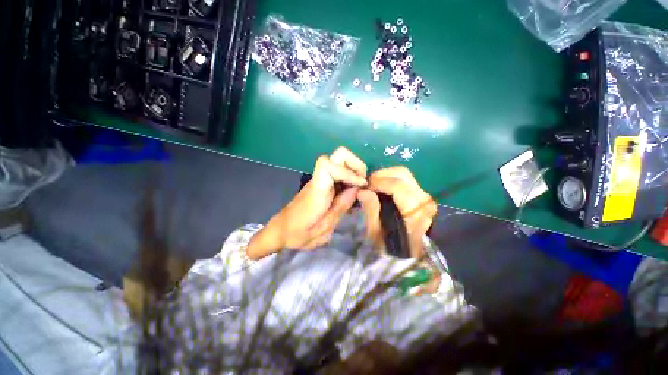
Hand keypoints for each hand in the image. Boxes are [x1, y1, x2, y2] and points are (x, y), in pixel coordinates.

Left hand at [247, 147, 366, 258]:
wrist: (283, 230)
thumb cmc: (300, 233)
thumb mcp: (324, 227)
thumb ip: (341, 206)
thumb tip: (357, 189)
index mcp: (317, 190)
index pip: (328, 165)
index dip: (348, 171)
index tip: (361, 185)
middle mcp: (318, 179)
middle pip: (339, 154)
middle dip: (356, 165)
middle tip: (363, 183)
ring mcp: (320, 179)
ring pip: (340, 160)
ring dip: (355, 170)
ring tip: (361, 187)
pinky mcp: (322, 182)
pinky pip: (339, 170)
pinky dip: (350, 176)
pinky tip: (353, 191)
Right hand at [358, 166, 436, 257]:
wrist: (408, 253)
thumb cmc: (391, 245)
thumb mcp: (376, 232)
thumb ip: (371, 210)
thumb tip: (363, 191)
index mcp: (414, 210)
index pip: (397, 186)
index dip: (378, 182)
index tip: (365, 187)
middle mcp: (423, 200)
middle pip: (402, 174)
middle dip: (382, 175)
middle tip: (369, 184)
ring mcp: (424, 196)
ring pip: (404, 174)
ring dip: (386, 176)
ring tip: (374, 185)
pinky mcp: (422, 196)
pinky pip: (406, 180)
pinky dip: (392, 179)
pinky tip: (383, 187)